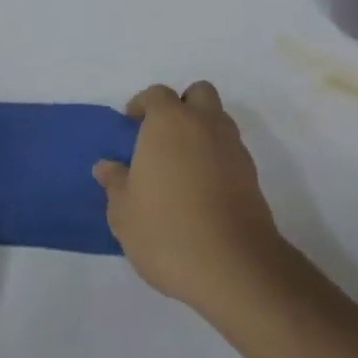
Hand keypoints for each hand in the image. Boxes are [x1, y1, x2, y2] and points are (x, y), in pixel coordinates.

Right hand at [93, 81, 286, 316]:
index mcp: (170, 122)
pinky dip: (216, 157)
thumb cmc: (165, 230)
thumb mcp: (124, 212)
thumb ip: (115, 183)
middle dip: (182, 105)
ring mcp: (233, 147)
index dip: (143, 105)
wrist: (231, 264)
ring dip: (201, 130)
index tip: (131, 124)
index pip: (158, 95)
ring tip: (180, 166)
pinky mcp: (251, 174)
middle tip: (162, 136)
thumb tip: (106, 166)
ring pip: (218, 120)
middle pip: (199, 94)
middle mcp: (205, 124)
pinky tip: (200, 189)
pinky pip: (230, 150)